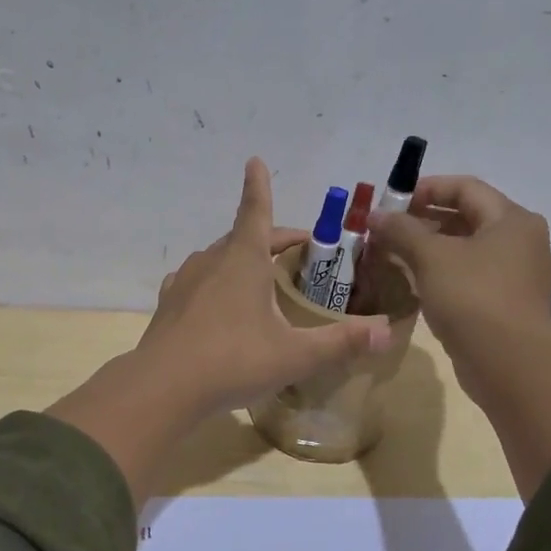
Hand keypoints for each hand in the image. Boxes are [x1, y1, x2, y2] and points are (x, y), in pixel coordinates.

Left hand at [139, 157, 391, 411]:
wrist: (163, 388)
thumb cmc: (234, 361)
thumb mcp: (295, 355)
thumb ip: (341, 342)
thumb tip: (386, 332)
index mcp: (244, 260)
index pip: (256, 211)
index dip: (259, 187)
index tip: (255, 161)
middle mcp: (212, 261)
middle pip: (243, 237)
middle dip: (271, 238)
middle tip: (297, 252)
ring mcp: (185, 281)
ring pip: (218, 258)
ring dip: (241, 260)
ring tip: (260, 278)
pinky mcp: (169, 304)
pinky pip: (197, 282)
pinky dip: (213, 282)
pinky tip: (216, 301)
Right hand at [369, 176, 550, 497]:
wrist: (509, 363)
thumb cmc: (472, 297)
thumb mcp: (431, 257)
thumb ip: (401, 230)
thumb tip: (375, 216)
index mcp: (512, 220)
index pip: (466, 187)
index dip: (426, 189)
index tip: (392, 202)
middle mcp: (522, 242)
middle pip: (468, 217)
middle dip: (424, 220)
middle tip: (389, 231)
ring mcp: (519, 276)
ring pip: (468, 250)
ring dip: (431, 249)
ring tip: (396, 256)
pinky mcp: (509, 305)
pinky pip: (472, 277)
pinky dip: (444, 274)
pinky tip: (417, 284)